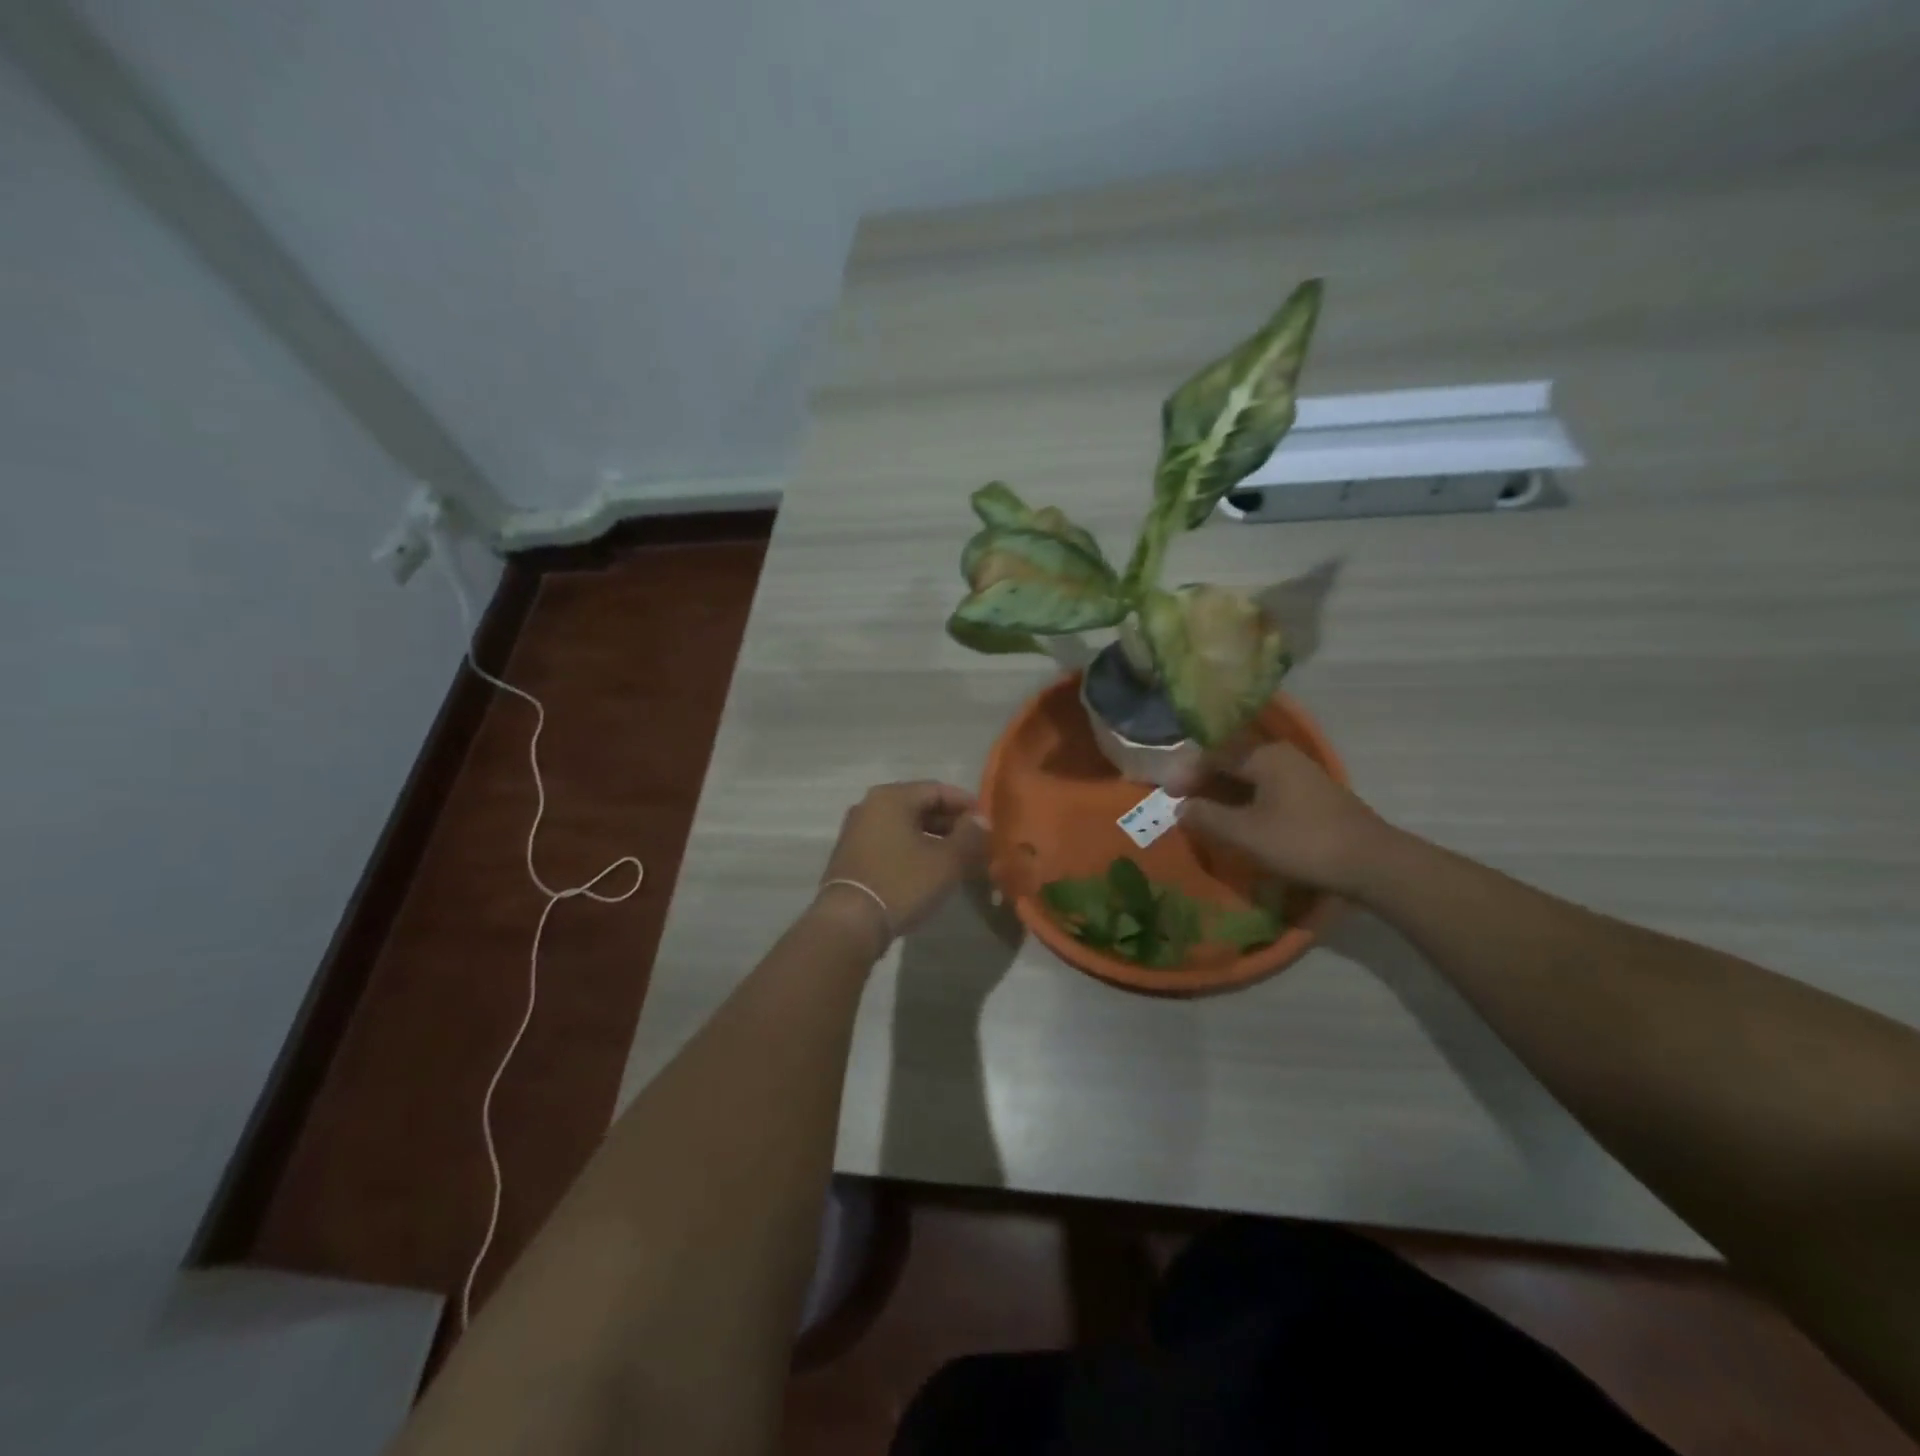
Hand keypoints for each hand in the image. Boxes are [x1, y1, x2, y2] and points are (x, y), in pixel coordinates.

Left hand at [813, 781, 988, 953]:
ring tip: (957, 859)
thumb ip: (969, 835)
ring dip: (933, 839)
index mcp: (892, 797)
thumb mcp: (947, 860)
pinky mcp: (851, 855)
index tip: (987, 823)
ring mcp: (857, 830)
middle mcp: (870, 805)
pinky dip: (912, 850)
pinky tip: (929, 870)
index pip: (938, 789)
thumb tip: (981, 820)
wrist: (849, 923)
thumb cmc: (902, 883)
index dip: (966, 805)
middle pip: (919, 806)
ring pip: (905, 826)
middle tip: (976, 843)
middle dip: (951, 823)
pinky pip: (890, 843)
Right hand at [1177, 743, 1388, 895]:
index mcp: (1265, 755)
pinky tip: (1238, 820)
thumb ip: (1208, 817)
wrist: (1373, 863)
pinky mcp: (1312, 795)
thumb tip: (1181, 808)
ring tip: (1205, 814)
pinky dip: (1245, 800)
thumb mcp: (1246, 833)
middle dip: (1204, 781)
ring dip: (1224, 792)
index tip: (1167, 795)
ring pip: (1250, 776)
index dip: (1186, 773)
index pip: (1213, 753)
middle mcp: (1282, 755)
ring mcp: (1301, 774)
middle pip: (1232, 761)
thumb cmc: (1303, 842)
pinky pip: (1266, 788)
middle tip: (1182, 803)